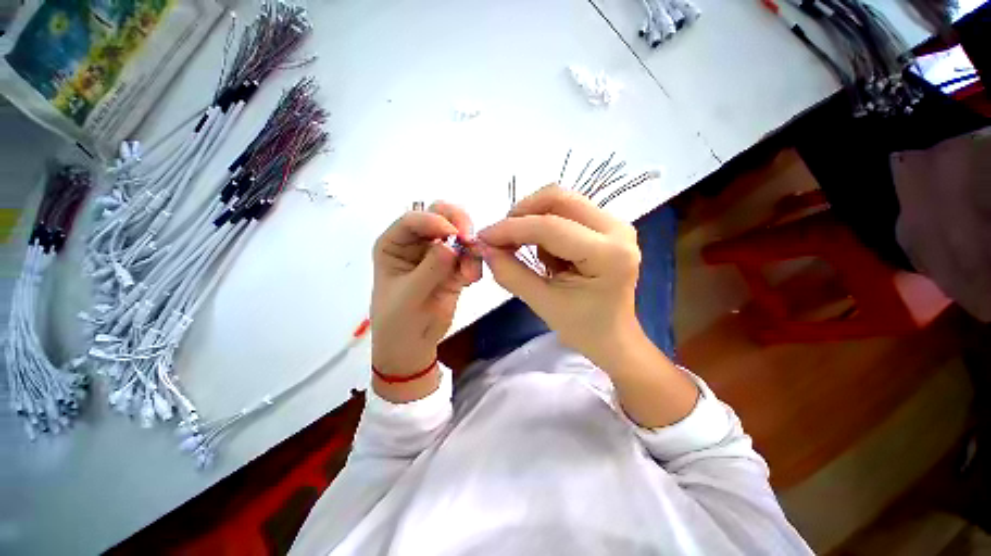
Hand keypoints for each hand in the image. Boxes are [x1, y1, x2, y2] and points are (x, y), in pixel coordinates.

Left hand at [371, 202, 481, 379]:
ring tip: (469, 272)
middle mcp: (418, 243)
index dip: (434, 221)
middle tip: (470, 239)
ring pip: (460, 234)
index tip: (454, 234)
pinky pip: (470, 257)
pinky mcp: (455, 268)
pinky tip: (470, 280)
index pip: (414, 219)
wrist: (413, 346)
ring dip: (470, 247)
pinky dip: (475, 264)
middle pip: (441, 216)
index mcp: (395, 244)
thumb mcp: (408, 295)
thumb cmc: (398, 321)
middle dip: (458, 222)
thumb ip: (430, 269)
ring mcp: (439, 255)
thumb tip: (452, 246)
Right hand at [478, 185, 642, 368]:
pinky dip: (545, 226)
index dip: (511, 229)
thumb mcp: (542, 303)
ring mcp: (615, 224)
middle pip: (558, 198)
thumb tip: (483, 247)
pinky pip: (566, 211)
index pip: (550, 227)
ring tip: (525, 251)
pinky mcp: (606, 225)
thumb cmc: (582, 328)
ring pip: (561, 201)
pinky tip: (546, 254)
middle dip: (522, 214)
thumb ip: (510, 273)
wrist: (613, 336)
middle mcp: (618, 229)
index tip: (484, 237)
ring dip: (533, 220)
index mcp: (609, 255)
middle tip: (502, 238)